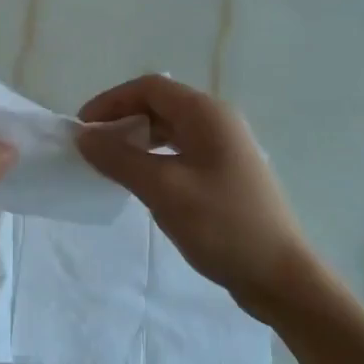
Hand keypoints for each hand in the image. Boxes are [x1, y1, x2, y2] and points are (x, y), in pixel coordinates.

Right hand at [77, 75, 330, 319]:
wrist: (280, 276)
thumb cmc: (221, 225)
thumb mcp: (163, 189)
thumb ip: (119, 158)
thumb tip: (84, 137)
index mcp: (207, 114)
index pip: (149, 88)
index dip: (111, 101)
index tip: (82, 128)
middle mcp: (218, 121)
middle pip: (160, 104)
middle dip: (122, 119)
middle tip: (93, 147)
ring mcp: (225, 147)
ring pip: (170, 128)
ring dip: (137, 139)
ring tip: (111, 163)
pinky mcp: (226, 172)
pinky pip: (181, 150)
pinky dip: (154, 156)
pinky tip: (142, 181)